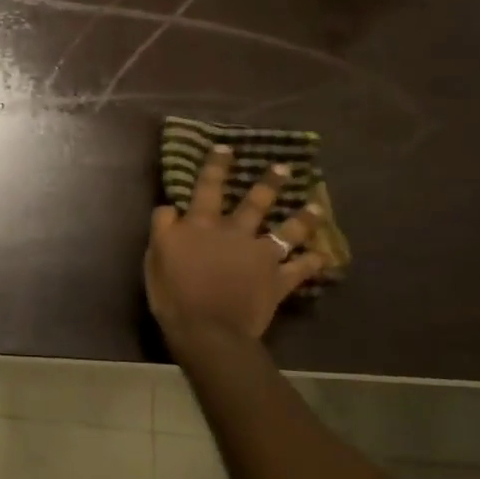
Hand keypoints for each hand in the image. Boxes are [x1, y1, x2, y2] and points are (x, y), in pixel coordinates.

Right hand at [145, 146, 330, 348]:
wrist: (207, 329)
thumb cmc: (173, 293)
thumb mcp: (155, 256)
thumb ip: (163, 228)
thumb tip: (171, 208)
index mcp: (202, 225)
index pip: (207, 187)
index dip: (215, 167)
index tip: (226, 148)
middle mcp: (235, 232)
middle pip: (255, 203)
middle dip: (269, 183)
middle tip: (284, 168)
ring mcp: (260, 256)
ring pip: (287, 231)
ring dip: (303, 219)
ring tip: (316, 208)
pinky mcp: (277, 280)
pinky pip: (300, 269)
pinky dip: (313, 262)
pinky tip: (324, 256)